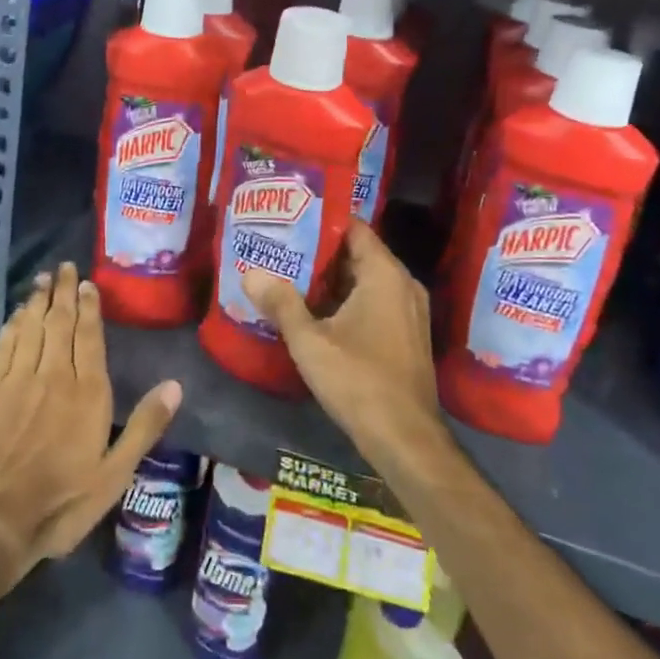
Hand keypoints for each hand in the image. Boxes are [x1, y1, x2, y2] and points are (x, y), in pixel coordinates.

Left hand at [0, 263, 181, 580]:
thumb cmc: (60, 502)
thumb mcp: (114, 474)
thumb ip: (145, 426)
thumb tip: (176, 385)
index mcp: (86, 391)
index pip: (89, 336)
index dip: (89, 307)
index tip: (86, 283)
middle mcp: (52, 375)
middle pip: (58, 322)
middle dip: (62, 293)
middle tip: (62, 267)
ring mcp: (15, 380)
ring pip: (28, 328)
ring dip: (35, 302)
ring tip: (41, 281)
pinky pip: (1, 347)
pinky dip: (9, 328)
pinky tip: (13, 318)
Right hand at [243, 221, 443, 461]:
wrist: (406, 440)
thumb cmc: (359, 381)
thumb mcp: (310, 341)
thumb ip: (281, 303)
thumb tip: (250, 274)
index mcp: (385, 274)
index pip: (354, 228)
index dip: (322, 220)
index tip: (290, 218)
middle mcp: (403, 284)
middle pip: (358, 253)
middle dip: (320, 251)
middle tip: (281, 247)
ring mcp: (409, 311)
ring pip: (366, 280)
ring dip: (332, 279)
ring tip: (291, 274)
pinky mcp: (408, 335)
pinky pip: (375, 301)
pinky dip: (348, 299)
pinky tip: (316, 310)